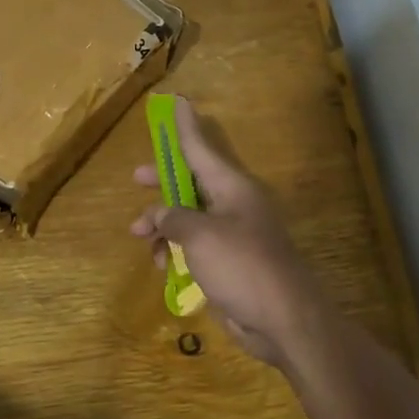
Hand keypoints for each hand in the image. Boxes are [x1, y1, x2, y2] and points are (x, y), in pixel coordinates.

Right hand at [130, 96, 327, 364]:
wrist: (282, 318)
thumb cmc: (242, 266)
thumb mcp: (200, 235)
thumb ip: (174, 218)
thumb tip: (160, 215)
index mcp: (232, 187)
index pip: (201, 148)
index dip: (185, 126)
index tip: (177, 100)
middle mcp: (233, 204)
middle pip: (191, 181)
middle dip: (162, 182)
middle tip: (136, 178)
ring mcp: (232, 234)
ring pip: (188, 217)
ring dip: (162, 225)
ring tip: (140, 238)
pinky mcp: (228, 262)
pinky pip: (194, 245)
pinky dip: (175, 250)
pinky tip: (162, 266)